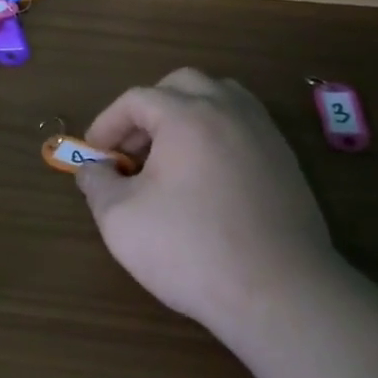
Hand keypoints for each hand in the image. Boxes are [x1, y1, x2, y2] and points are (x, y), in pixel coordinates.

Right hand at [77, 69, 341, 342]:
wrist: (280, 293)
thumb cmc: (192, 250)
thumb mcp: (121, 220)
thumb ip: (97, 184)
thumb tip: (92, 168)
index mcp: (187, 115)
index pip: (136, 99)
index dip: (107, 124)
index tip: (93, 156)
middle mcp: (228, 110)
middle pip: (181, 85)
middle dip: (148, 110)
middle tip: (132, 152)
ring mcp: (263, 132)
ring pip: (219, 97)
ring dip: (186, 115)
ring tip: (169, 157)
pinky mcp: (285, 160)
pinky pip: (243, 125)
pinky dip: (216, 135)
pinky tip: (206, 177)